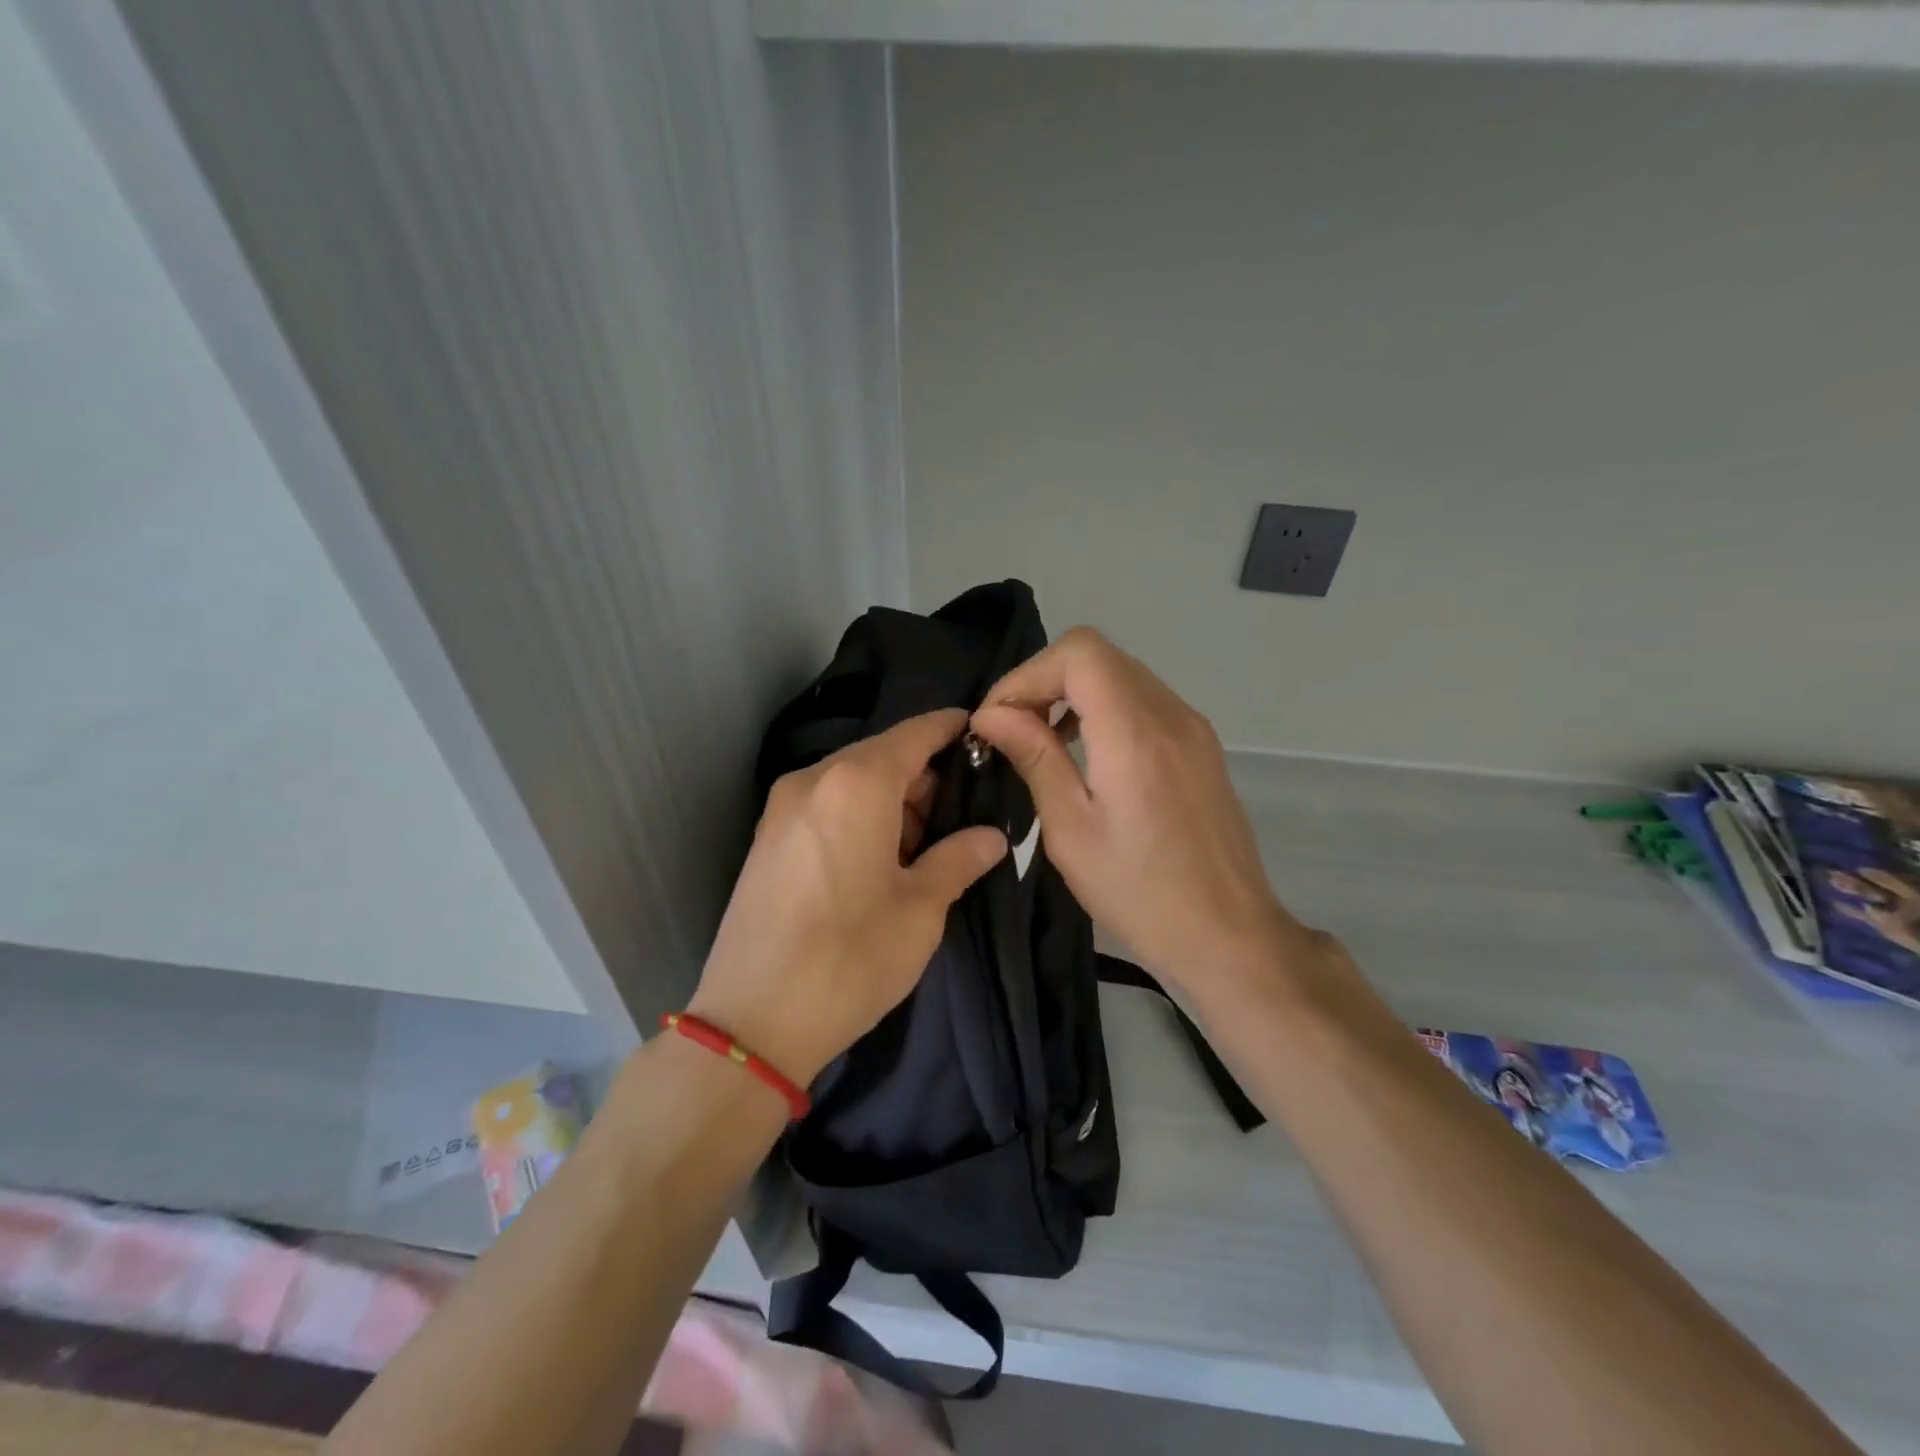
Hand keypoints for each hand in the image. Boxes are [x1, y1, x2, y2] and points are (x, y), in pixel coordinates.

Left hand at [689, 709, 1007, 1086]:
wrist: (752, 1022)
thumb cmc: (850, 958)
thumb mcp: (920, 910)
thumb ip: (959, 858)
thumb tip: (992, 836)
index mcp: (857, 784)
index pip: (916, 733)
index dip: (952, 729)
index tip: (984, 735)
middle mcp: (814, 780)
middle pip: (882, 756)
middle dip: (925, 777)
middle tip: (963, 815)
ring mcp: (782, 807)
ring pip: (853, 781)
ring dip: (892, 800)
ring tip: (924, 846)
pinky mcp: (767, 837)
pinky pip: (826, 805)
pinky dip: (859, 815)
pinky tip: (880, 859)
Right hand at [971, 628, 1307, 998]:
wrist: (1228, 935)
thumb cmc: (1140, 894)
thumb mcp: (1072, 831)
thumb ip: (1034, 758)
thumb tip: (991, 714)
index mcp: (1135, 734)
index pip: (1079, 653)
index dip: (1028, 674)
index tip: (998, 719)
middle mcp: (1170, 714)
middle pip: (1098, 655)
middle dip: (1044, 680)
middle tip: (1011, 730)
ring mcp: (1193, 727)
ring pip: (1121, 673)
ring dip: (1073, 693)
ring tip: (1043, 741)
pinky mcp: (1201, 745)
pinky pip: (1143, 700)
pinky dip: (1104, 708)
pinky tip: (1087, 753)